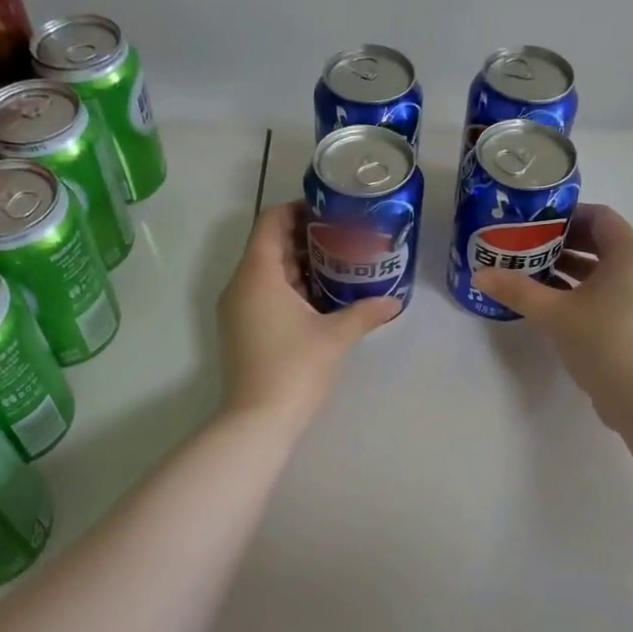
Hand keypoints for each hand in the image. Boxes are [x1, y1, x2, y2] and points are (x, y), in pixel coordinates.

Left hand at [216, 201, 399, 425]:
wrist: (257, 421)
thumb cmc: (295, 370)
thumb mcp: (335, 337)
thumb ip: (365, 313)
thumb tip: (395, 302)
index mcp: (257, 275)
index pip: (270, 221)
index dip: (298, 209)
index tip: (330, 211)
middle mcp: (240, 285)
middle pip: (269, 245)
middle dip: (305, 237)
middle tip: (344, 236)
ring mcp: (237, 309)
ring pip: (266, 272)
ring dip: (299, 264)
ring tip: (339, 264)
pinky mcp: (241, 329)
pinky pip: (263, 294)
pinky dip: (289, 288)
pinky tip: (321, 298)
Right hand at [475, 203, 632, 416]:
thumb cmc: (602, 341)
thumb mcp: (554, 313)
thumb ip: (517, 290)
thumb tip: (480, 274)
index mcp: (631, 252)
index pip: (599, 216)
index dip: (565, 216)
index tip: (533, 226)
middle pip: (602, 242)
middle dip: (564, 244)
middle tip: (527, 249)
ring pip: (606, 270)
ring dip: (572, 269)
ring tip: (534, 275)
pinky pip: (612, 292)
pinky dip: (585, 290)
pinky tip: (555, 305)